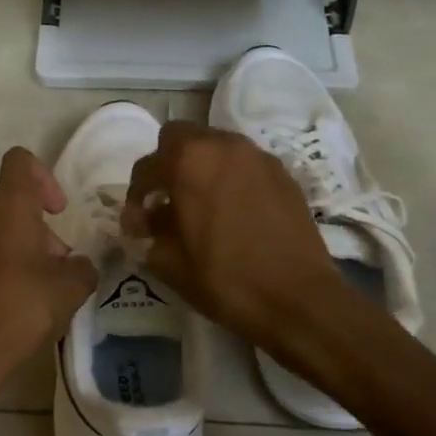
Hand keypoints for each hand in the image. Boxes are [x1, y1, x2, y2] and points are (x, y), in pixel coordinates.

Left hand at [0, 148, 97, 417]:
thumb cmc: (22, 308)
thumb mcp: (71, 288)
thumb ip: (83, 267)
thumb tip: (77, 265)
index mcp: (7, 205)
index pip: (20, 161)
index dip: (44, 177)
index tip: (57, 212)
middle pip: (10, 201)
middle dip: (36, 227)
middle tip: (55, 265)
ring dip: (15, 245)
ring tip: (34, 286)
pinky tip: (7, 299)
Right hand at [122, 121, 346, 351]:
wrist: (299, 298)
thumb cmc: (225, 279)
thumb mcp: (169, 262)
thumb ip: (147, 232)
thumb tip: (143, 221)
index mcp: (189, 161)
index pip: (147, 166)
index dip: (136, 195)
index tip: (138, 222)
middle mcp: (223, 145)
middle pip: (182, 137)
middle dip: (168, 164)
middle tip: (167, 200)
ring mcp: (257, 156)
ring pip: (215, 146)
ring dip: (200, 167)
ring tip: (200, 205)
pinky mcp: (281, 172)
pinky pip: (243, 163)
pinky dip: (229, 177)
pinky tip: (232, 211)